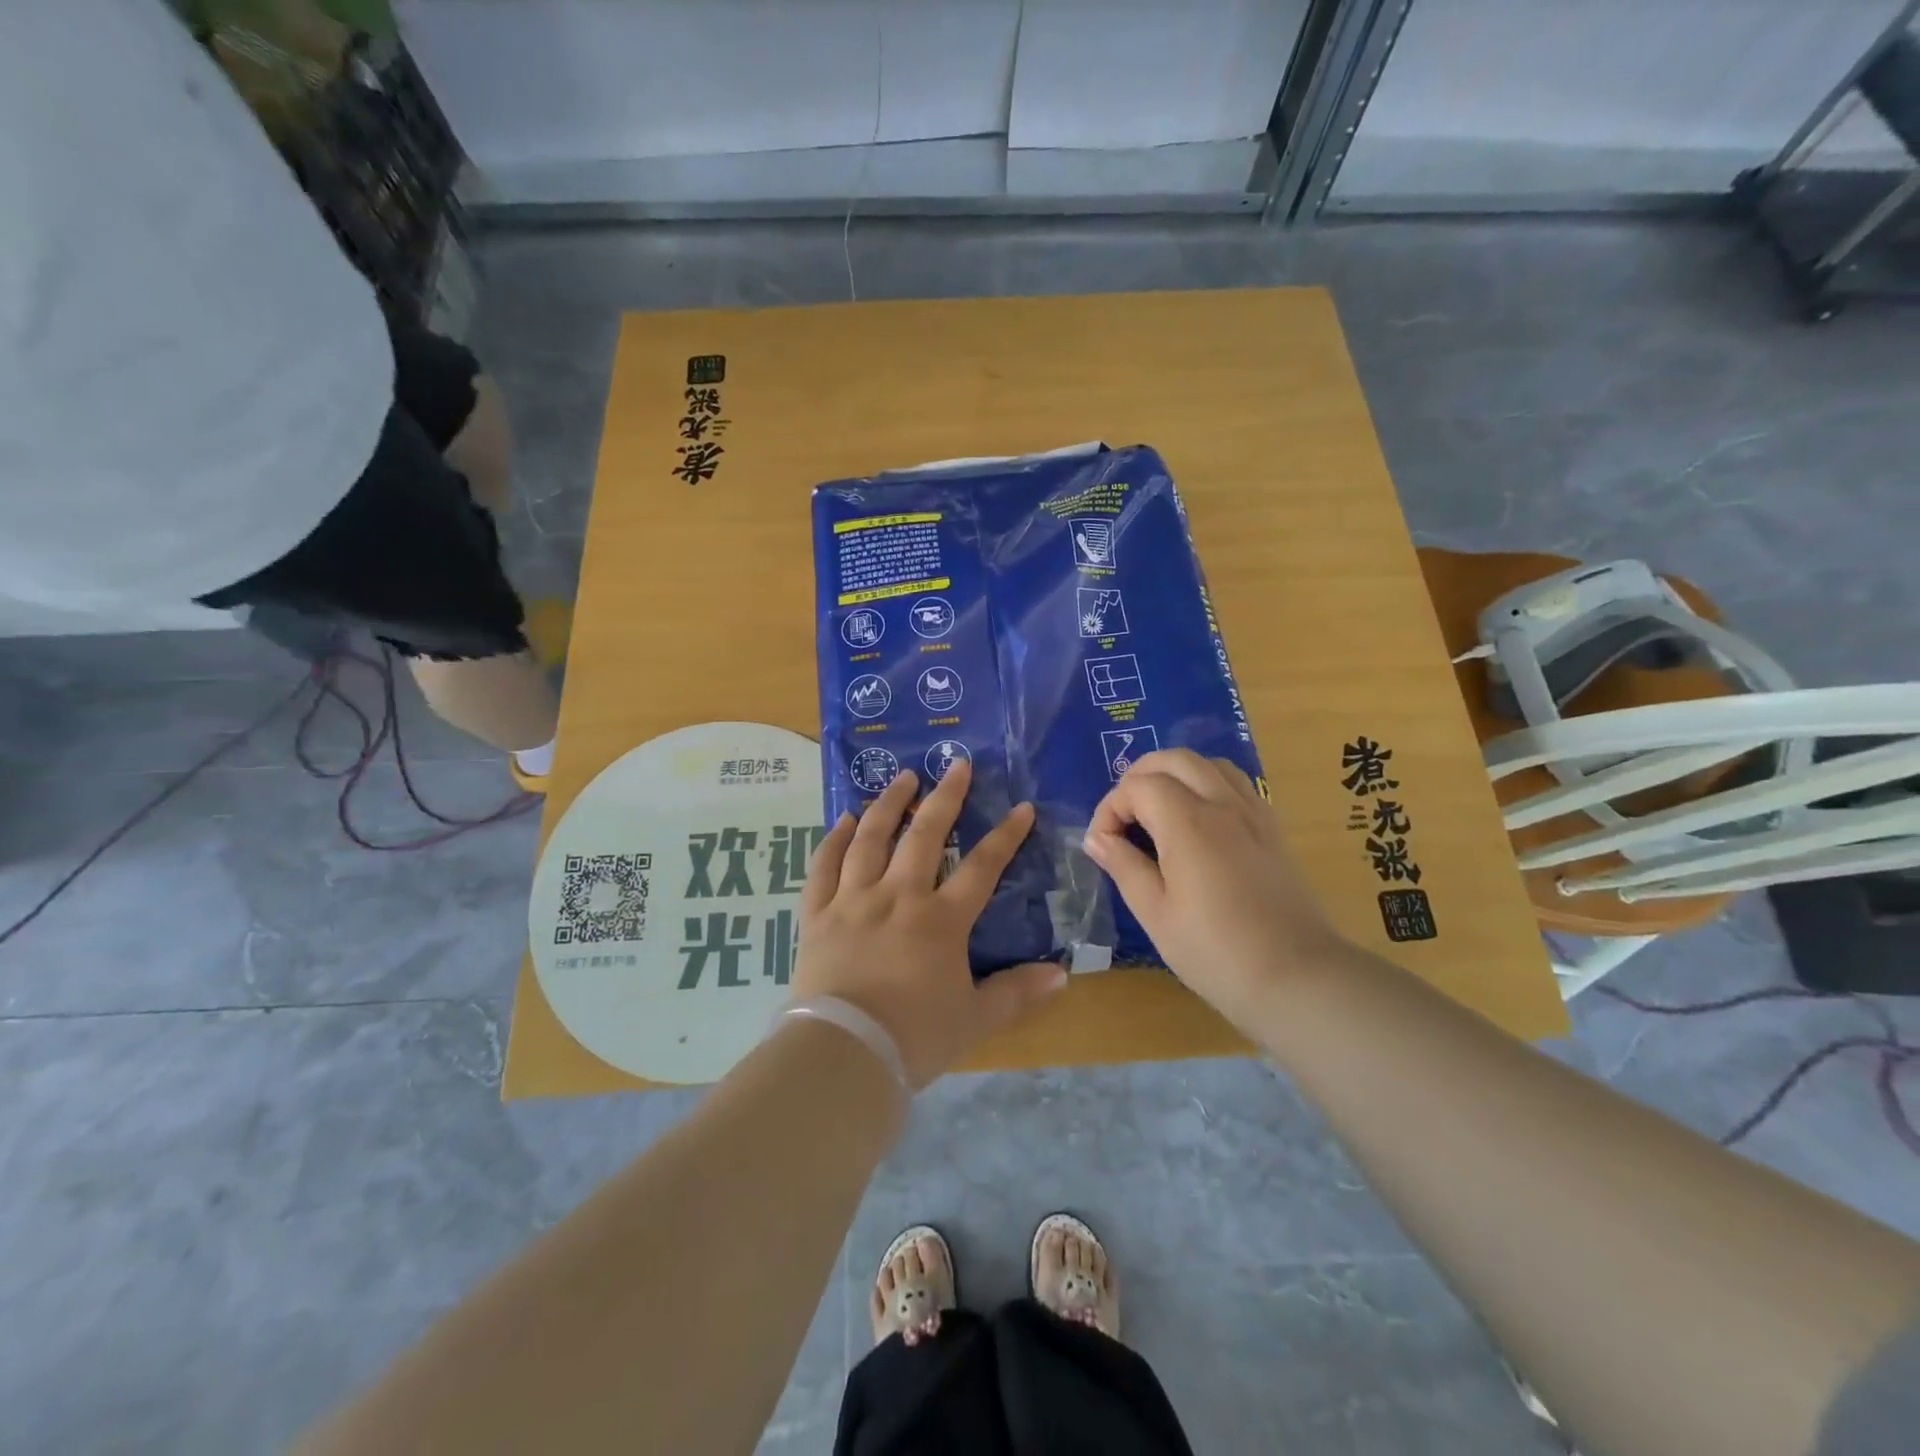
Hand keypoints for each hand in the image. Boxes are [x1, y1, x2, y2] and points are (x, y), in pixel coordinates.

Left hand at [792, 761, 1066, 1088]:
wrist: (842, 1055)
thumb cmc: (914, 1038)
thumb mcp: (974, 1019)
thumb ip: (1017, 994)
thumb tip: (1061, 975)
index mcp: (940, 920)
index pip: (981, 868)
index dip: (1005, 837)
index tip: (1021, 808)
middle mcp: (897, 897)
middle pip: (924, 836)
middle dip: (944, 798)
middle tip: (956, 765)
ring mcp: (853, 901)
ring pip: (871, 840)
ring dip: (888, 804)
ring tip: (901, 777)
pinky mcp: (817, 915)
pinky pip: (823, 867)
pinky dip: (833, 840)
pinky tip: (843, 819)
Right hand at [1082, 749, 1343, 1031]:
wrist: (1297, 978)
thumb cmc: (1216, 952)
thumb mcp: (1156, 914)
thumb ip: (1124, 866)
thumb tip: (1097, 839)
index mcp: (1188, 822)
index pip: (1138, 787)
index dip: (1111, 808)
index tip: (1103, 845)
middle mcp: (1222, 803)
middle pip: (1174, 760)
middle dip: (1138, 777)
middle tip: (1123, 816)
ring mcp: (1254, 812)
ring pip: (1208, 764)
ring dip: (1175, 774)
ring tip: (1157, 811)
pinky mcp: (1272, 828)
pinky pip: (1236, 783)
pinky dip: (1207, 784)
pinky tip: (1197, 821)